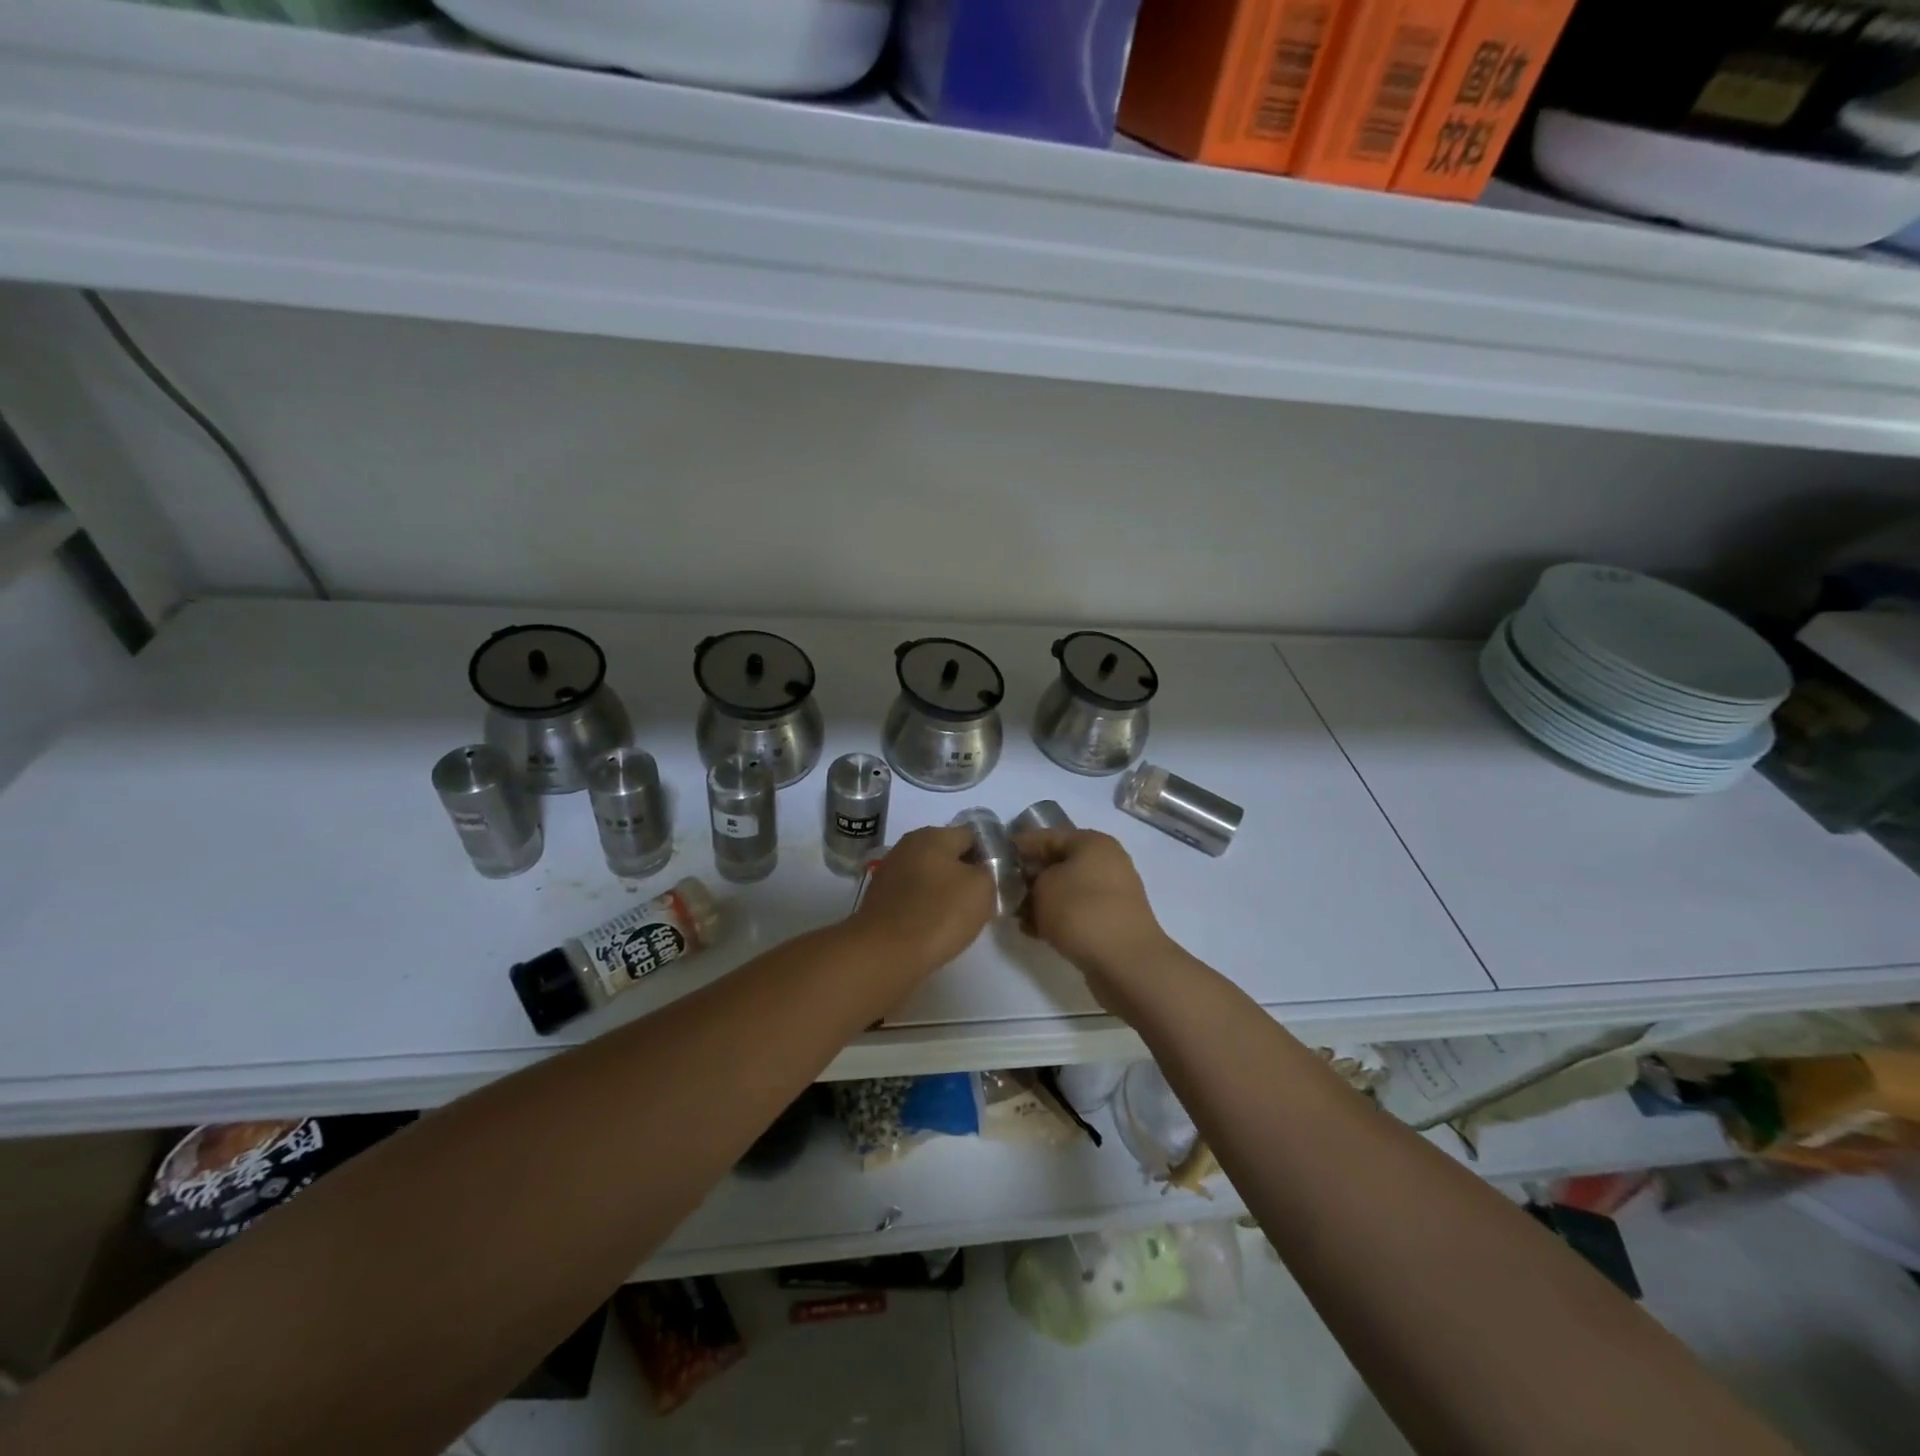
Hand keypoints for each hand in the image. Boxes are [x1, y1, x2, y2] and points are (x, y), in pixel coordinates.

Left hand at [851, 826, 995, 973]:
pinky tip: (934, 927)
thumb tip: (982, 869)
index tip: (1000, 880)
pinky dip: (926, 907)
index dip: (990, 855)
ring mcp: (890, 872)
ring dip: (945, 892)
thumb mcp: (982, 887)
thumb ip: (989, 870)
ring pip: (930, 876)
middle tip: (983, 900)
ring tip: (960, 918)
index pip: (972, 835)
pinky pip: (913, 897)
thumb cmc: (939, 914)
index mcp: (932, 835)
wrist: (884, 954)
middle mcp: (907, 846)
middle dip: (966, 874)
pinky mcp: (880, 899)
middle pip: (948, 855)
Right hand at [1014, 829, 1173, 995]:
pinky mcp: (1111, 920)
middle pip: (1057, 863)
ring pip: (1066, 889)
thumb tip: (1034, 884)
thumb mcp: (1043, 886)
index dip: (1018, 846)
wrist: (1125, 962)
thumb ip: (1031, 878)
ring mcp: (1111, 892)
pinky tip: (1034, 931)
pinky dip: (1057, 917)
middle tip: (1002, 891)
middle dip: (1029, 876)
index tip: (994, 859)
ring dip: (1041, 900)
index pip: (1047, 836)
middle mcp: (1106, 861)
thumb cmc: (1081, 911)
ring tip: (1015, 916)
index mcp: (1092, 842)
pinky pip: (1076, 911)